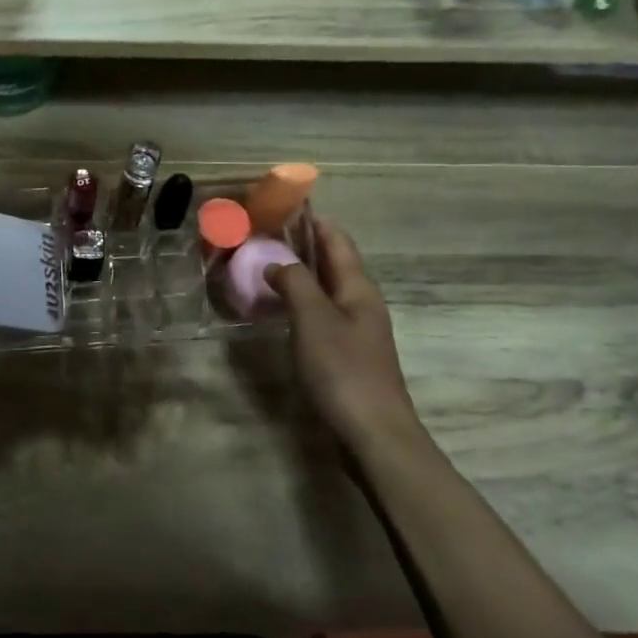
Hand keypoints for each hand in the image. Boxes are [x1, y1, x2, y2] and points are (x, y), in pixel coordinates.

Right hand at [265, 220, 425, 459]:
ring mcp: (355, 330)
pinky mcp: (346, 354)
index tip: (285, 205)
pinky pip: (320, 314)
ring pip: (325, 289)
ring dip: (299, 274)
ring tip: (264, 265)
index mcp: (358, 288)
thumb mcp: (314, 319)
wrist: (373, 432)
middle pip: (332, 263)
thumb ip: (295, 284)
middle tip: (264, 234)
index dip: (314, 221)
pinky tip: (279, 309)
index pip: (337, 241)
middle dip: (303, 245)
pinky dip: (300, 302)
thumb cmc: (343, 370)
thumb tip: (276, 263)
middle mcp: (360, 303)